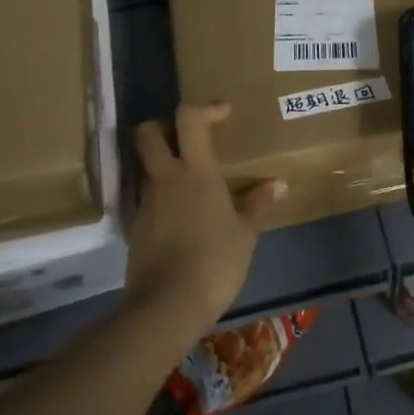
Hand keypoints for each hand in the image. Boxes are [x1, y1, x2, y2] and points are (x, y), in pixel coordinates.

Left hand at [125, 102, 285, 331]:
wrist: (166, 307)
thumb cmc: (214, 262)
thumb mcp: (244, 235)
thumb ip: (257, 204)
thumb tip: (278, 184)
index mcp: (196, 171)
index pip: (189, 118)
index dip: (205, 108)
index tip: (224, 113)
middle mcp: (165, 178)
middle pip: (147, 133)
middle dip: (162, 126)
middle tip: (186, 138)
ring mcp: (146, 202)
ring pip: (146, 166)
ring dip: (162, 163)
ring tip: (187, 180)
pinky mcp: (135, 227)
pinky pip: (146, 197)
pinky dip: (160, 195)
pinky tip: (179, 214)